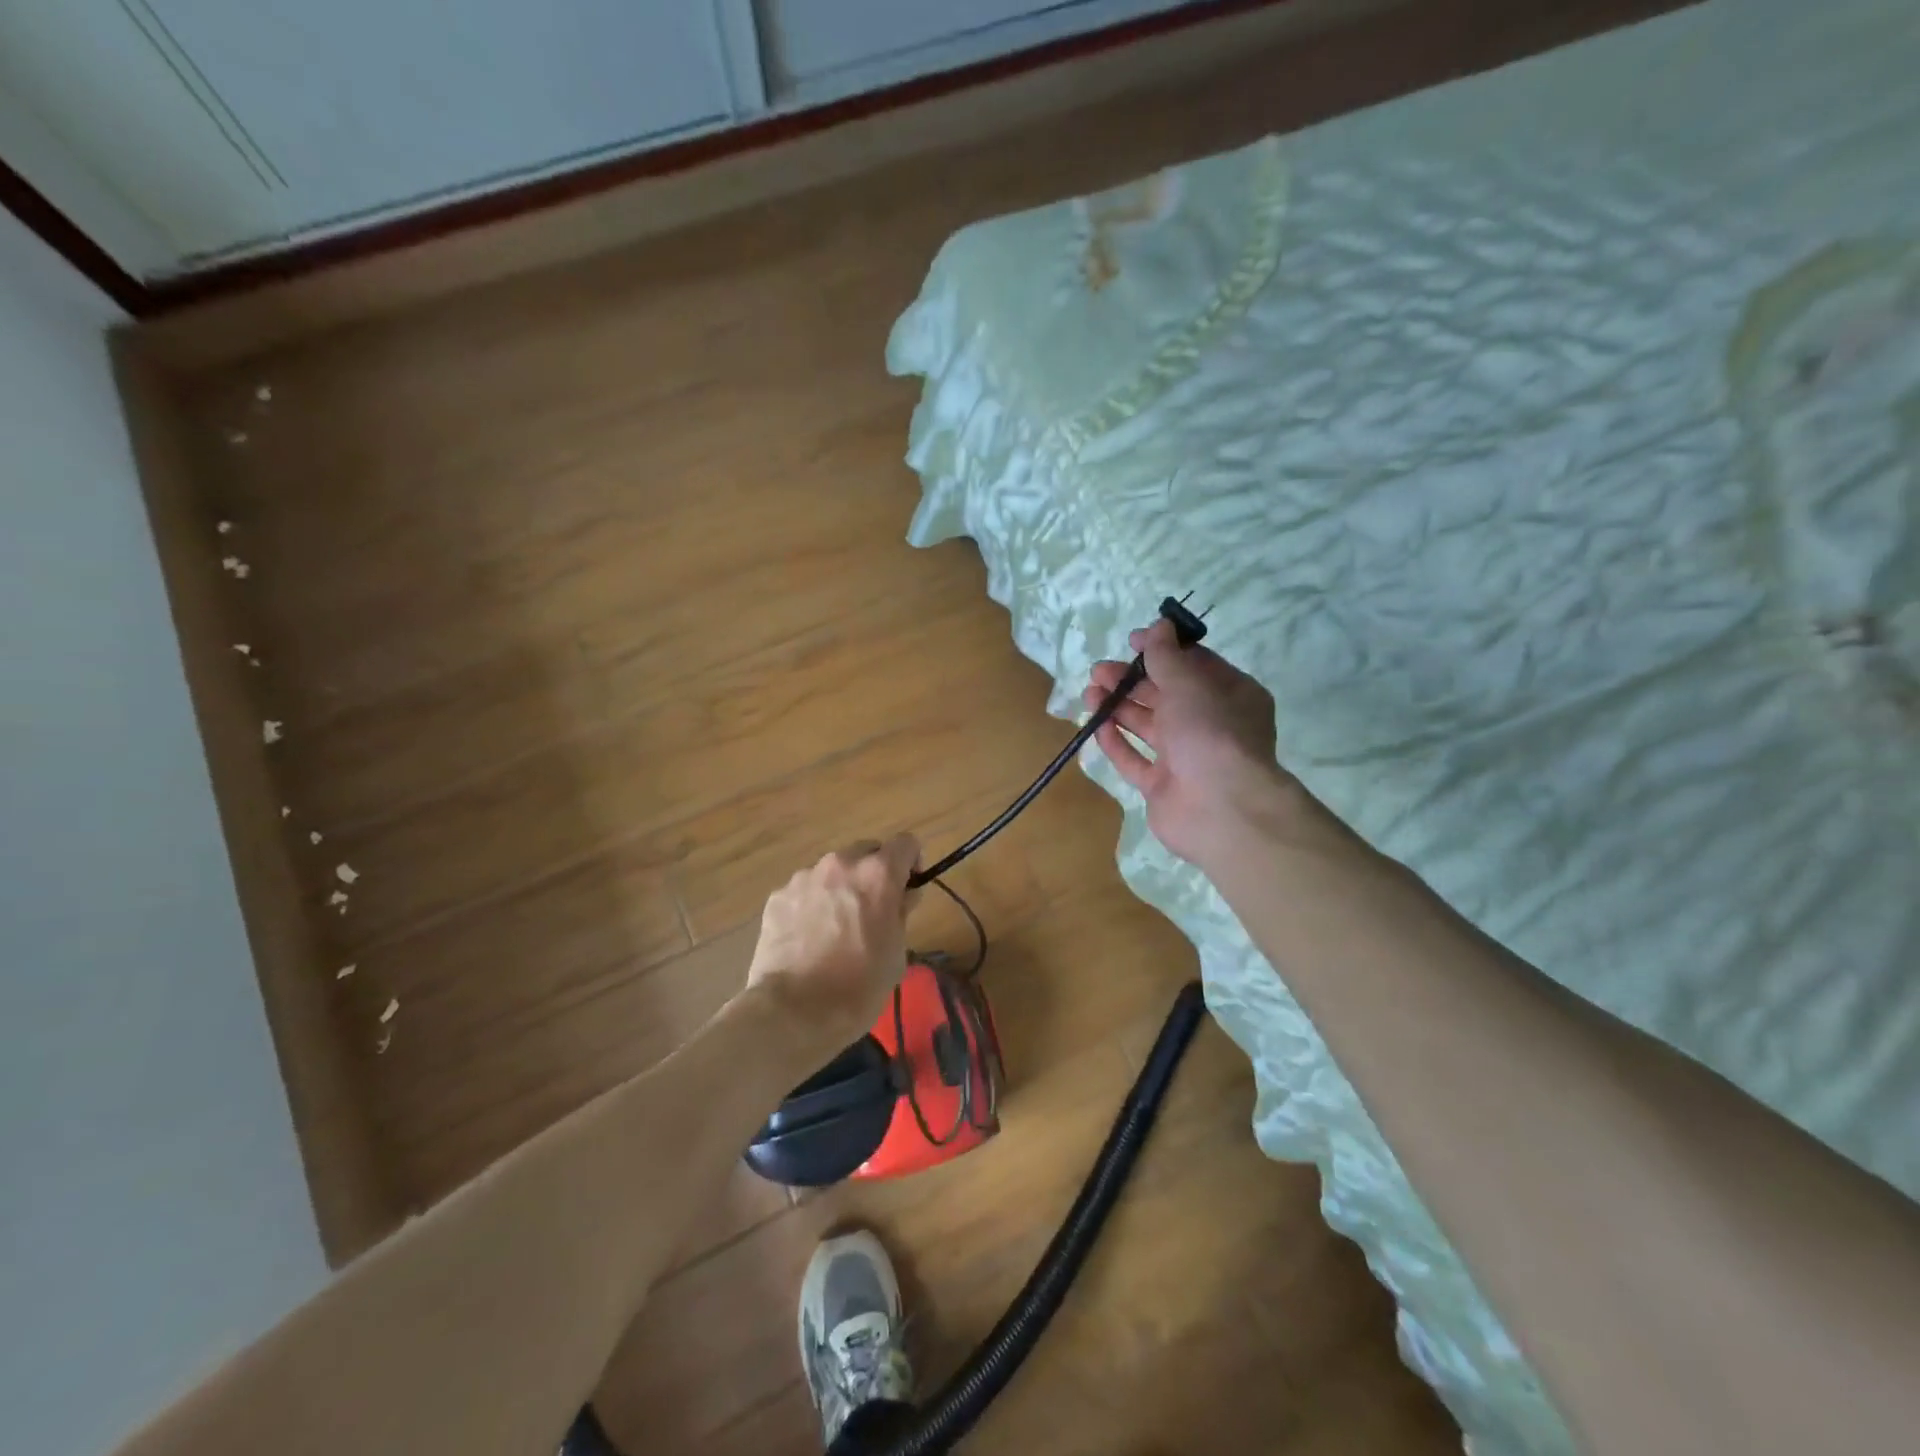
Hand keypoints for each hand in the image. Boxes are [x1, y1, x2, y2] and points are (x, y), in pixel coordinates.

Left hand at [747, 835, 920, 1047]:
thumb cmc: (858, 987)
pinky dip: (812, 904)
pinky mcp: (778, 896)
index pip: (906, 843)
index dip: (912, 863)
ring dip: (841, 888)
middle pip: (866, 851)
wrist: (792, 1012)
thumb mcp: (897, 953)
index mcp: (878, 874)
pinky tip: (808, 938)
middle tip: (872, 911)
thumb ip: (901, 913)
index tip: (908, 889)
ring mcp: (805, 877)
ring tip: (835, 929)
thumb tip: (901, 897)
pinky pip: (805, 890)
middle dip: (874, 873)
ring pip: (833, 871)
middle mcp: (841, 864)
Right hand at [1084, 620, 1297, 867]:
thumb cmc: (1210, 732)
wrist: (1220, 808)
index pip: (1195, 665)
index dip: (1162, 651)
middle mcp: (1210, 725)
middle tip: (1099, 671)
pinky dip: (1117, 742)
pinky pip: (1135, 760)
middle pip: (1166, 695)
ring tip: (1090, 692)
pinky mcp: (1162, 786)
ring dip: (1119, 707)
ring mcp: (1186, 758)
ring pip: (1148, 726)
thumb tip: (1159, 625)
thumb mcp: (1188, 683)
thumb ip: (1167, 656)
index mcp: (1230, 696)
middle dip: (1132, 680)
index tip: (1132, 642)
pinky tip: (1097, 725)